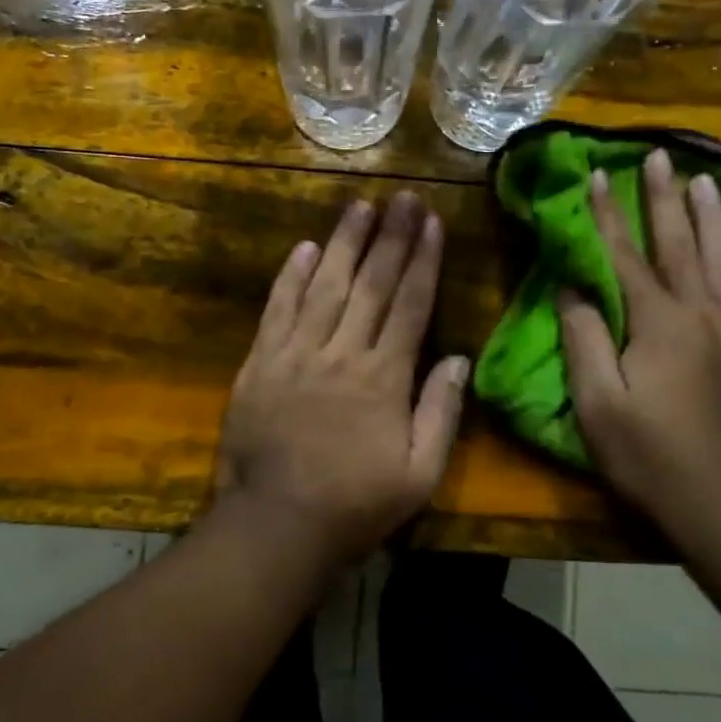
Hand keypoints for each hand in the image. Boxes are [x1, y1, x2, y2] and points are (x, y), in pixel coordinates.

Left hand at [211, 192, 468, 572]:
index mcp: (384, 377)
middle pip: (371, 284)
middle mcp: (342, 353)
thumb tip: (460, 359)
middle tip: (402, 196)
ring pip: (326, 286)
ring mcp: (296, 353)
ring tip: (360, 205)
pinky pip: (278, 309)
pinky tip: (306, 247)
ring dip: (345, 243)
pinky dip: (292, 276)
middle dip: (390, 236)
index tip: (431, 221)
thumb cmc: (356, 505)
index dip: (422, 260)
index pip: (410, 304)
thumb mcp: (420, 474)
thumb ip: (441, 412)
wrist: (276, 525)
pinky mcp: (261, 363)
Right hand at [557, 149, 720, 532]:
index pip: (624, 256)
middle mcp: (702, 314)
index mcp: (656, 322)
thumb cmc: (649, 455)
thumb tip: (573, 289)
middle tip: (662, 155)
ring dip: (717, 220)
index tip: (599, 173)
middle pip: (681, 246)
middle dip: (666, 199)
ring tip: (711, 182)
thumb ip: (583, 339)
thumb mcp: (597, 401)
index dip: (608, 214)